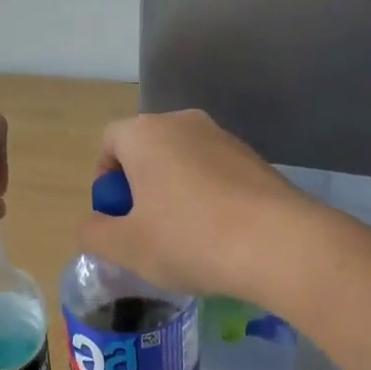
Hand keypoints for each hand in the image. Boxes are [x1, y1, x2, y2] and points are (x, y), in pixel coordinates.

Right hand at [77, 110, 317, 299]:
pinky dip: (208, 198)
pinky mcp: (255, 159)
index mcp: (146, 134)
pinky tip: (218, 236)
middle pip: (147, 150)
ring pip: (183, 163)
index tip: (116, 217)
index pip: (109, 142)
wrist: (278, 244)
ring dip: (174, 194)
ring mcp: (224, 138)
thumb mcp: (126, 247)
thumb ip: (94, 233)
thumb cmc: (189, 239)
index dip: (105, 181)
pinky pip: (215, 174)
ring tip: (185, 239)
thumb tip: (92, 225)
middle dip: (140, 188)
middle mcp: (184, 123)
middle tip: (145, 231)